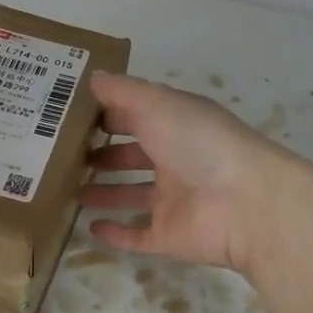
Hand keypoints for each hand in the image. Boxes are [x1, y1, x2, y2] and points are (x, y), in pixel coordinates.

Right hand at [81, 71, 312, 272]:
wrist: (246, 203)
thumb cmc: (200, 143)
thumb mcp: (158, 104)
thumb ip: (124, 91)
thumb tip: (92, 77)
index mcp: (177, 125)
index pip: (137, 116)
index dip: (108, 115)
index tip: (71, 116)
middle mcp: (176, 160)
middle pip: (134, 156)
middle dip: (104, 155)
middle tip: (66, 157)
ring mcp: (174, 201)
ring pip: (133, 195)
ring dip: (105, 193)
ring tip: (71, 190)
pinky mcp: (169, 236)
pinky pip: (138, 235)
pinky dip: (116, 233)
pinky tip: (90, 227)